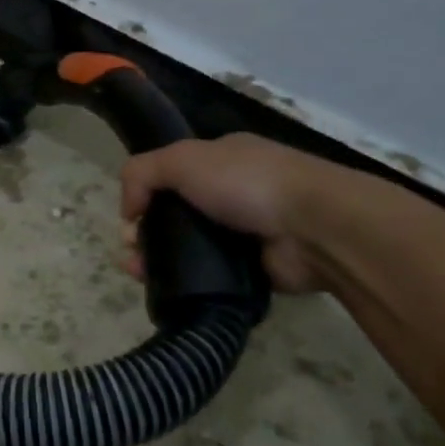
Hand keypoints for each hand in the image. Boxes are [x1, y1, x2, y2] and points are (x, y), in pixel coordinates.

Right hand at [120, 134, 359, 293]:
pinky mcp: (250, 269)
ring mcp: (243, 232)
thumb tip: (128, 212)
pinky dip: (182, 281)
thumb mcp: (182, 159)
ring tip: (137, 273)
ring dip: (156, 259)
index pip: (171, 175)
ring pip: (185, 247)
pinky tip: (162, 287)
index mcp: (221, 160)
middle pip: (174, 214)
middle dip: (144, 232)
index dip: (145, 194)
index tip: (130, 217)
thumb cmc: (247, 182)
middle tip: (131, 250)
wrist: (316, 228)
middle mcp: (232, 193)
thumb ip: (142, 173)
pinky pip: (205, 276)